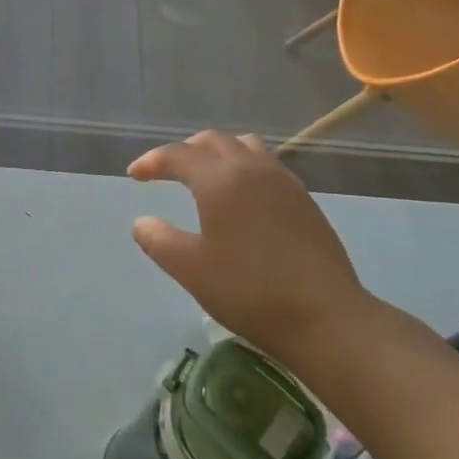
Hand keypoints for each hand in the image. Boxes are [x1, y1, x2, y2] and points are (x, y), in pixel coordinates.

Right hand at [128, 131, 375, 349]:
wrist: (325, 317)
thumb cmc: (249, 291)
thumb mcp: (190, 269)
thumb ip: (159, 240)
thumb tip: (142, 223)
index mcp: (220, 180)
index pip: (178, 155)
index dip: (151, 161)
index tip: (134, 175)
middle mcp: (252, 169)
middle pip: (213, 141)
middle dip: (184, 150)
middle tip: (165, 171)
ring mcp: (284, 182)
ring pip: (245, 146)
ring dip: (218, 152)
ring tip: (204, 175)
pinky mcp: (304, 200)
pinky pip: (267, 165)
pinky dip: (243, 167)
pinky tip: (241, 197)